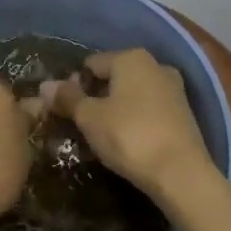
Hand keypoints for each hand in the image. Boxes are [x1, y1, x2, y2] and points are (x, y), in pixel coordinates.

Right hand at [29, 49, 217, 205]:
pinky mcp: (184, 113)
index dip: (74, 85)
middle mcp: (155, 65)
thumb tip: (46, 85)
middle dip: (96, 97)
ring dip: (116, 110)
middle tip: (81, 125)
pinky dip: (135, 120)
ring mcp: (173, 89)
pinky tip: (128, 142)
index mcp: (131, 58)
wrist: (181, 173)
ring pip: (132, 94)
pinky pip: (149, 109)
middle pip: (114, 77)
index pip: (91, 64)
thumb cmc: (129, 136)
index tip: (66, 111)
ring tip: (102, 137)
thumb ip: (68, 98)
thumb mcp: (90, 118)